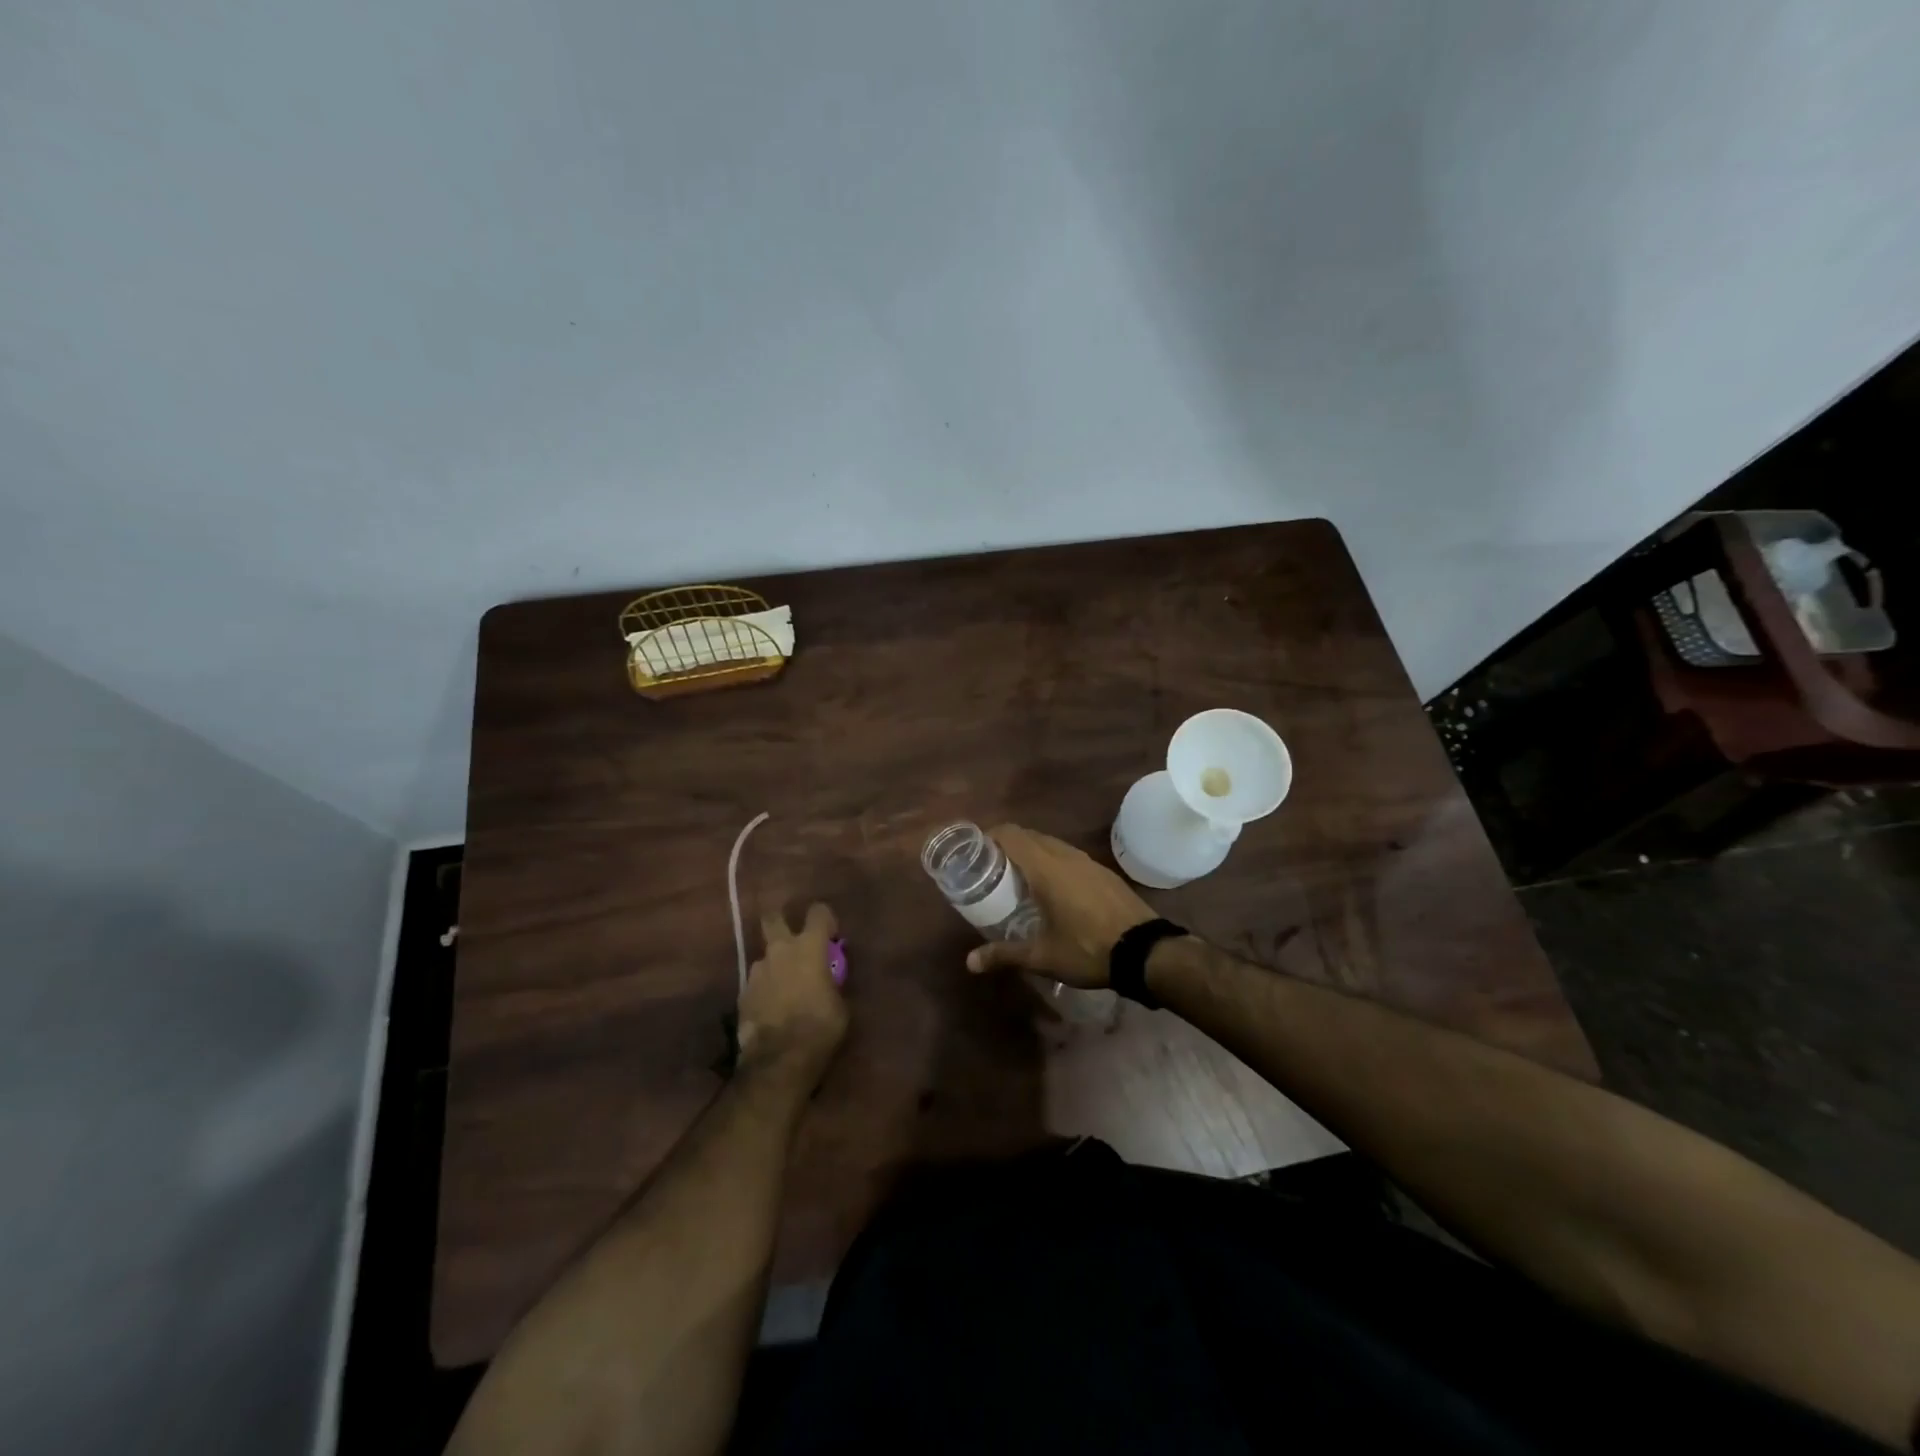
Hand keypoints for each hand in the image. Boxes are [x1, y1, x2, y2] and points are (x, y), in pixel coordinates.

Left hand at [738, 902, 847, 1088]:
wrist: (779, 1060)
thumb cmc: (820, 1028)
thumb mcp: (840, 1004)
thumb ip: (833, 982)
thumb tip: (829, 979)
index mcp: (809, 947)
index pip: (818, 912)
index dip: (825, 919)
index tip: (831, 936)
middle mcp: (780, 950)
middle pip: (773, 918)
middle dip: (781, 921)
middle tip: (793, 940)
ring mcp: (757, 971)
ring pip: (765, 957)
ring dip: (775, 966)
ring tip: (785, 989)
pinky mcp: (742, 993)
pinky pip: (757, 982)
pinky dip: (765, 990)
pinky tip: (772, 1009)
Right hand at [964, 824, 1153, 986]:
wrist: (1146, 951)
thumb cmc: (1087, 949)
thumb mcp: (1042, 957)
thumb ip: (1005, 954)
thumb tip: (970, 962)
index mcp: (1046, 868)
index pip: (1011, 835)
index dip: (990, 836)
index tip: (975, 852)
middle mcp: (1066, 856)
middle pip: (1030, 836)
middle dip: (1008, 845)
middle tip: (991, 868)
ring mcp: (1088, 861)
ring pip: (1052, 845)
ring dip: (1032, 853)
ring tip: (1018, 878)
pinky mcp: (1103, 872)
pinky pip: (1069, 856)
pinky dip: (1053, 862)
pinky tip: (1052, 889)